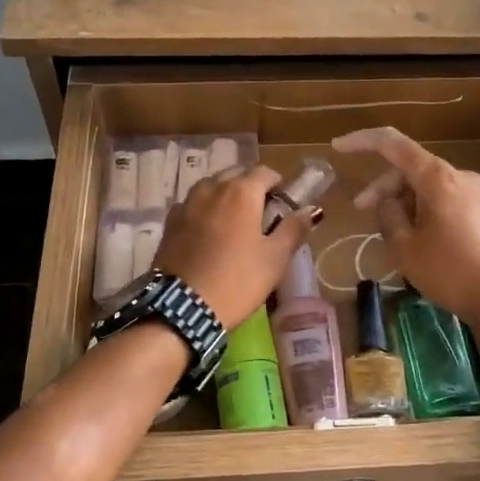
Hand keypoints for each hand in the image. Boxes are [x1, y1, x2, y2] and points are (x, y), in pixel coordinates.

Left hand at [153, 165, 316, 328]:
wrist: (183, 308)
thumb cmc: (237, 280)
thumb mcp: (275, 258)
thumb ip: (293, 229)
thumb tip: (310, 211)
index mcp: (241, 192)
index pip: (265, 172)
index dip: (278, 184)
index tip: (284, 203)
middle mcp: (212, 188)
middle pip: (236, 175)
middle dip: (251, 187)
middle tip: (261, 214)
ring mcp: (187, 203)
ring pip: (212, 188)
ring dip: (226, 196)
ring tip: (234, 222)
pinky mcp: (170, 222)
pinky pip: (192, 205)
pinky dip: (204, 211)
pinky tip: (208, 233)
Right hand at [332, 127, 479, 334]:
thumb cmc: (452, 271)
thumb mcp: (406, 248)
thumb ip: (389, 216)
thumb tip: (386, 202)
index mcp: (437, 177)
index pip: (393, 144)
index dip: (362, 141)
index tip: (337, 147)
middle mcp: (457, 176)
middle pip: (409, 168)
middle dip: (382, 185)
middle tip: (360, 211)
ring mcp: (474, 193)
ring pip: (426, 185)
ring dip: (402, 200)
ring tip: (389, 233)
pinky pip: (442, 199)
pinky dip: (421, 209)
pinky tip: (414, 236)